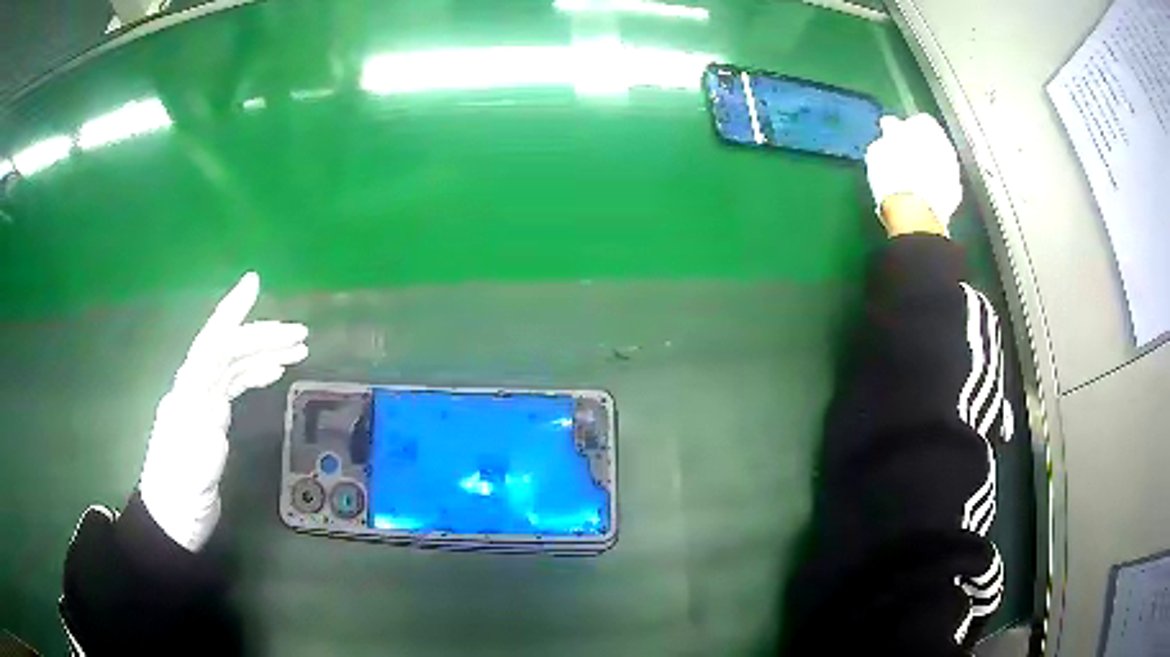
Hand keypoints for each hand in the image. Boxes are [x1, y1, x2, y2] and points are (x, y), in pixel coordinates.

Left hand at [139, 272, 307, 550]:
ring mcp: (202, 403)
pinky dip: (256, 372)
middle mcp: (193, 389)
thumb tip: (217, 404)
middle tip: (301, 333)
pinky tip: (274, 370)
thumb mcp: (191, 469)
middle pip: (228, 349)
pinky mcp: (211, 418)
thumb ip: (201, 432)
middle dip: (262, 335)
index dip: (232, 312)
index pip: (211, 344)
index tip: (254, 284)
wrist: (172, 519)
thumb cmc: (180, 496)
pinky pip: (234, 383)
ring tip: (298, 348)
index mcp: (187, 394)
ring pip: (234, 364)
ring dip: (264, 351)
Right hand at [865, 113, 962, 237]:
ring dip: (929, 167)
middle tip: (904, 159)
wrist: (914, 216)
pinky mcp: (955, 195)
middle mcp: (945, 145)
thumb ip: (887, 136)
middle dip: (922, 148)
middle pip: (933, 142)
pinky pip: (944, 185)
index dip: (907, 129)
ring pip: (940, 163)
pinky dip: (935, 187)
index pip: (919, 121)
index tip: (896, 139)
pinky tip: (922, 195)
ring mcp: (953, 170)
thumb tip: (890, 127)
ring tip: (912, 179)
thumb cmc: (892, 176)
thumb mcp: (879, 150)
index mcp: (927, 128)